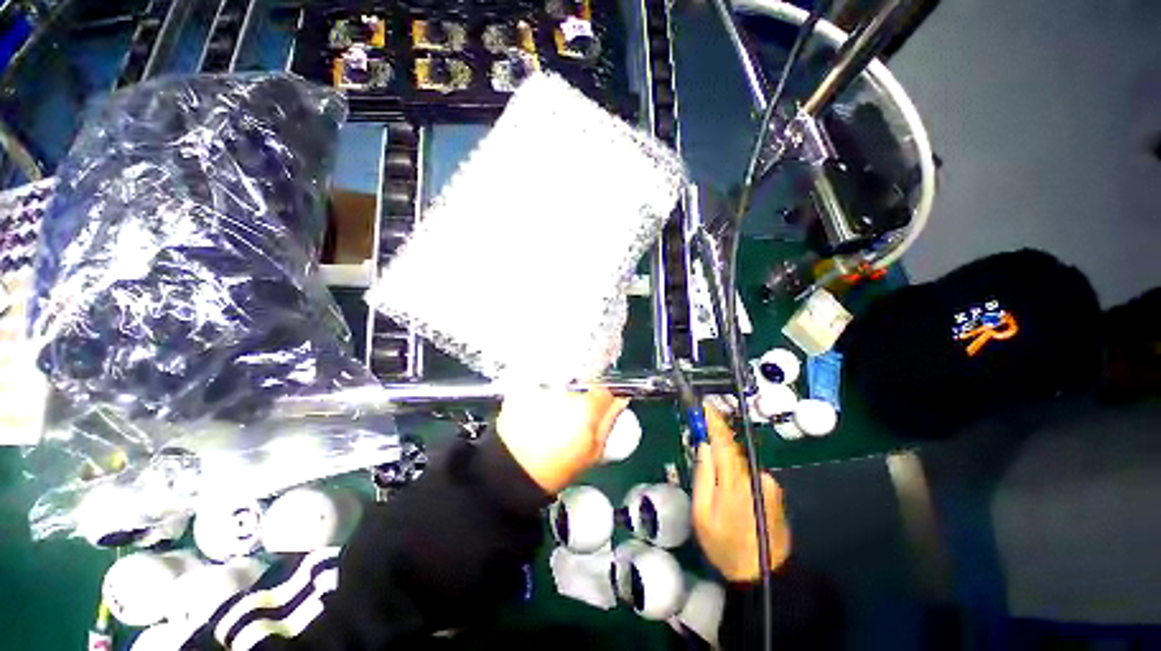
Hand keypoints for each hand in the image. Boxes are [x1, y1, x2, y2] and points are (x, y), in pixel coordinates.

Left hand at [496, 387, 628, 494]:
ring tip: (554, 413)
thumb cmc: (556, 467)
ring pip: (564, 379)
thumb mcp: (593, 451)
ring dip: (563, 390)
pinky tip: (541, 408)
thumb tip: (620, 399)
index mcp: (586, 407)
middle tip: (574, 414)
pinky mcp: (523, 386)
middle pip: (584, 381)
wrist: (512, 471)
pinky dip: (545, 389)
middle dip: (583, 393)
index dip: (604, 398)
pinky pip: (543, 381)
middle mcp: (565, 390)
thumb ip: (609, 421)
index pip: (605, 388)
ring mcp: (542, 386)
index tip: (598, 407)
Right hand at [692, 403, 790, 581]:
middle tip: (701, 439)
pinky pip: (749, 473)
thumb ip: (703, 476)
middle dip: (717, 440)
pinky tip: (732, 494)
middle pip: (732, 448)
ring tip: (717, 483)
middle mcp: (754, 477)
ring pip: (740, 461)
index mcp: (734, 482)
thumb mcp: (702, 513)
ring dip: (727, 462)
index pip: (723, 441)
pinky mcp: (774, 492)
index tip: (705, 406)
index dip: (714, 421)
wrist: (764, 574)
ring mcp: (767, 484)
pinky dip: (738, 475)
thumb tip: (704, 446)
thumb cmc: (725, 546)